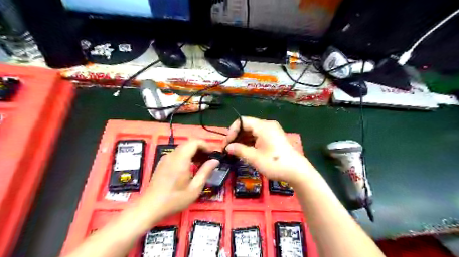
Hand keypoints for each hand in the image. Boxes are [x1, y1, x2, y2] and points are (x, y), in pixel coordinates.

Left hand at [139, 139, 219, 219]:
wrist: (150, 207)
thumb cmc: (174, 199)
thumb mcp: (194, 188)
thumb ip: (205, 171)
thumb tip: (215, 160)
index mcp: (181, 159)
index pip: (194, 142)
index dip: (205, 145)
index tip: (212, 154)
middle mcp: (172, 155)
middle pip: (189, 143)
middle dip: (200, 148)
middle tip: (208, 159)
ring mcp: (165, 158)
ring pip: (182, 148)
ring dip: (193, 152)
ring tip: (200, 164)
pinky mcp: (162, 163)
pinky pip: (177, 153)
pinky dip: (186, 155)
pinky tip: (189, 167)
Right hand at [225, 117, 315, 185]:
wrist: (297, 171)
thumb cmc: (274, 163)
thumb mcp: (254, 157)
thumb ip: (239, 150)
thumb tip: (227, 147)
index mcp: (263, 126)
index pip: (242, 121)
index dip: (232, 131)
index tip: (227, 144)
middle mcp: (267, 125)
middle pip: (247, 126)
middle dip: (236, 136)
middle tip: (228, 148)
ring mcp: (272, 131)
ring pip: (252, 132)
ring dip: (243, 140)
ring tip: (235, 151)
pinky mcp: (274, 138)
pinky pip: (258, 136)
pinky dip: (250, 142)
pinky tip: (245, 151)